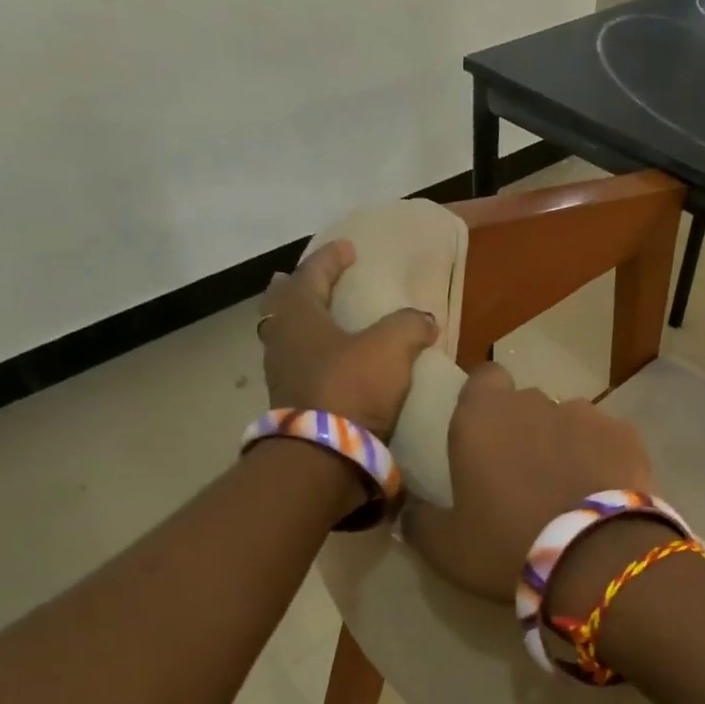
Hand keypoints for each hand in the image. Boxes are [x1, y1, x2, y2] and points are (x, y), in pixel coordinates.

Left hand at [258, 241, 436, 438]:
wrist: (325, 455)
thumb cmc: (351, 387)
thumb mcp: (391, 347)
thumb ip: (409, 325)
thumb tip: (423, 319)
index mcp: (298, 315)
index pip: (310, 274)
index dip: (330, 258)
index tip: (348, 248)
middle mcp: (281, 340)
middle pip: (282, 304)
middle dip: (298, 288)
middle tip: (312, 280)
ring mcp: (281, 375)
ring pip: (286, 336)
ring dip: (303, 323)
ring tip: (324, 320)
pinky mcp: (291, 404)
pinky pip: (298, 366)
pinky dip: (313, 355)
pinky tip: (332, 363)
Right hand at [405, 364, 652, 601]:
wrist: (595, 559)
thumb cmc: (507, 546)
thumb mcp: (445, 548)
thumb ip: (420, 521)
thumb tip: (409, 510)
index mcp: (482, 417)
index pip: (483, 378)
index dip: (484, 399)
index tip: (485, 433)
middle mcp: (534, 402)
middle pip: (526, 403)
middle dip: (525, 428)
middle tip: (525, 475)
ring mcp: (586, 414)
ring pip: (569, 420)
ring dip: (565, 443)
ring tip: (570, 488)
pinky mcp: (627, 434)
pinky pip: (607, 439)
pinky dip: (603, 458)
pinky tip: (604, 494)